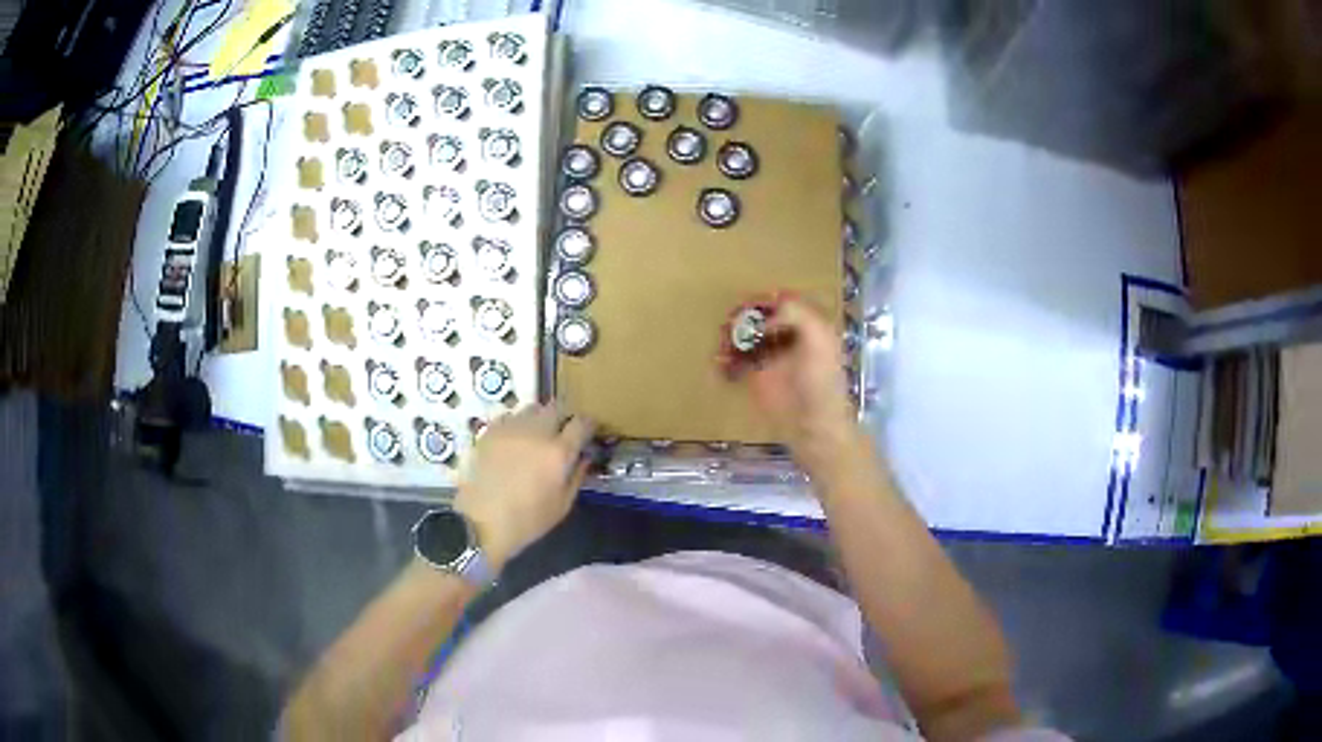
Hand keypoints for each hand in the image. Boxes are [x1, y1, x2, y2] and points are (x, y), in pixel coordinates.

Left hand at [454, 403, 594, 570]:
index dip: (588, 425)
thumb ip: (577, 476)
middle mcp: (536, 432)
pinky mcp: (489, 431)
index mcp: (559, 452)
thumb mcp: (562, 505)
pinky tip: (514, 442)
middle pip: (556, 408)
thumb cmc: (527, 521)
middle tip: (563, 434)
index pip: (582, 423)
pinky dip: (517, 424)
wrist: (480, 522)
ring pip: (532, 409)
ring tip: (537, 437)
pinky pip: (510, 417)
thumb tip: (584, 457)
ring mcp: (510, 428)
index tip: (588, 433)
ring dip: (540, 419)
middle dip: (564, 418)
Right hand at [734, 298, 857, 467]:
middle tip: (731, 325)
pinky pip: (736, 362)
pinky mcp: (757, 379)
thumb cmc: (820, 383)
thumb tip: (765, 318)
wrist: (813, 426)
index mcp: (808, 326)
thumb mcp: (818, 339)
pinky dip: (725, 360)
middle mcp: (788, 338)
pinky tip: (720, 363)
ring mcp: (772, 358)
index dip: (765, 300)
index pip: (783, 301)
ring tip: (723, 344)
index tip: (749, 306)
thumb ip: (798, 314)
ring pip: (745, 337)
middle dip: (743, 317)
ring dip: (730, 336)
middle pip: (760, 317)